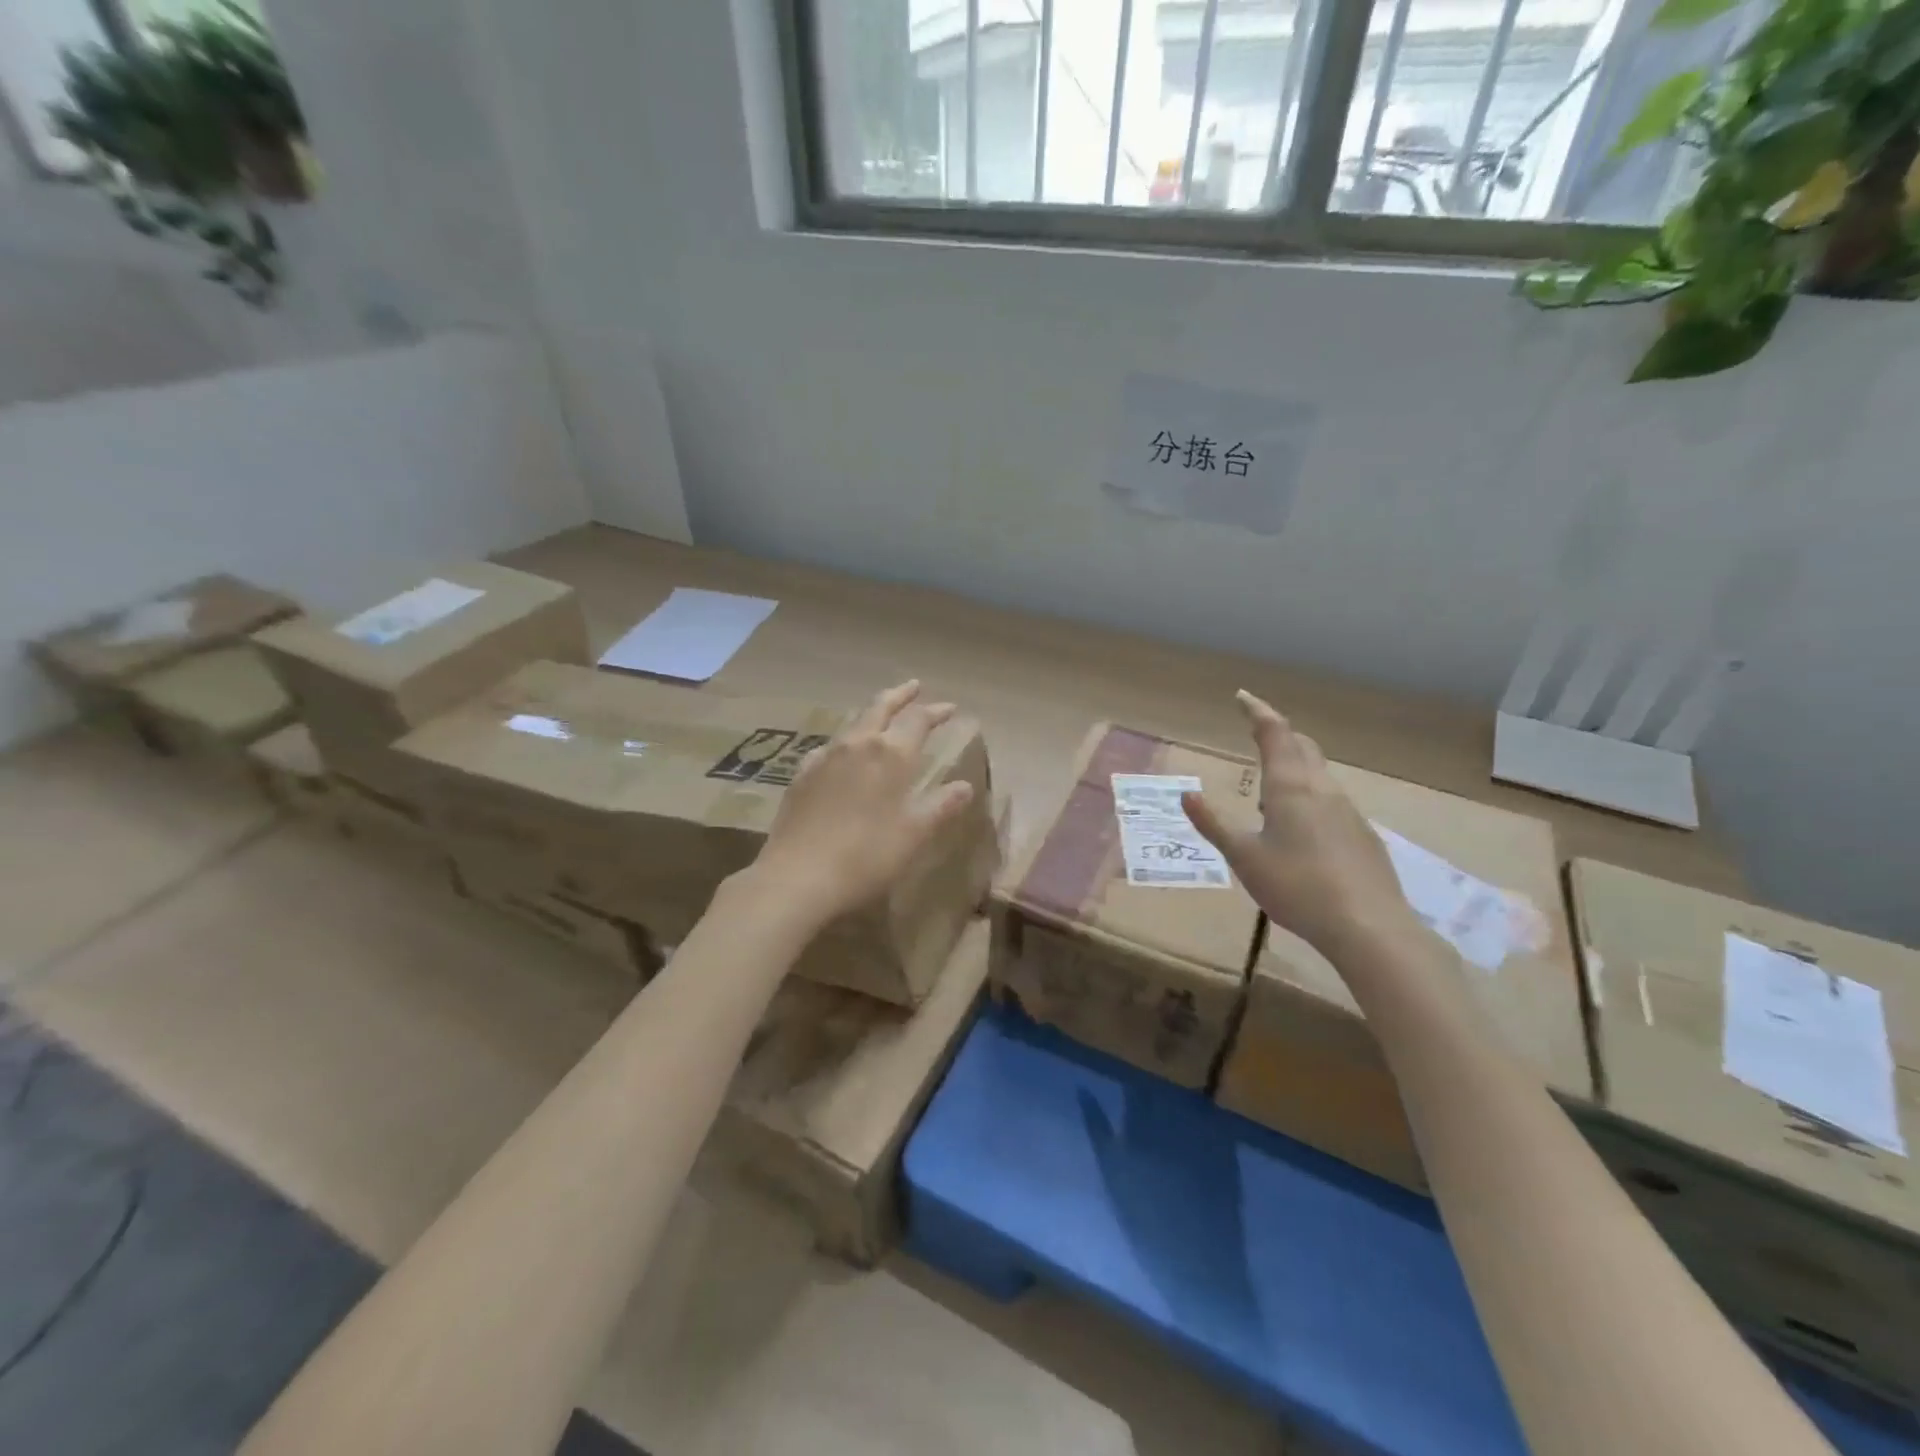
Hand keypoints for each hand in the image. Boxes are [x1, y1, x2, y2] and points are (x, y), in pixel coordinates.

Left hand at [747, 681, 976, 927]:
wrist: (798, 876)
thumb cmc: (867, 855)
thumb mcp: (914, 834)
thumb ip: (941, 805)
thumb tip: (964, 786)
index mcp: (890, 754)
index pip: (918, 721)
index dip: (935, 712)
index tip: (950, 708)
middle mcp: (857, 745)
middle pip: (880, 707)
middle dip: (900, 696)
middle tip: (914, 686)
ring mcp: (824, 757)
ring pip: (853, 724)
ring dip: (872, 715)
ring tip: (881, 716)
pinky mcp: (801, 775)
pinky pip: (829, 747)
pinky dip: (845, 742)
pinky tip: (842, 754)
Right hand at [1183, 690, 1414, 955]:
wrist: (1368, 927)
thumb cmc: (1296, 886)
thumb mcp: (1243, 857)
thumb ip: (1214, 824)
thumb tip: (1186, 794)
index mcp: (1290, 787)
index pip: (1274, 734)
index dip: (1257, 711)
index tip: (1242, 696)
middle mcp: (1322, 790)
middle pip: (1303, 747)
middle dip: (1279, 734)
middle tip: (1257, 732)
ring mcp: (1348, 812)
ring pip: (1319, 775)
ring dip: (1295, 766)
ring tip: (1270, 786)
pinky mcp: (1362, 836)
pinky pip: (1330, 802)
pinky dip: (1309, 797)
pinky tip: (1300, 828)